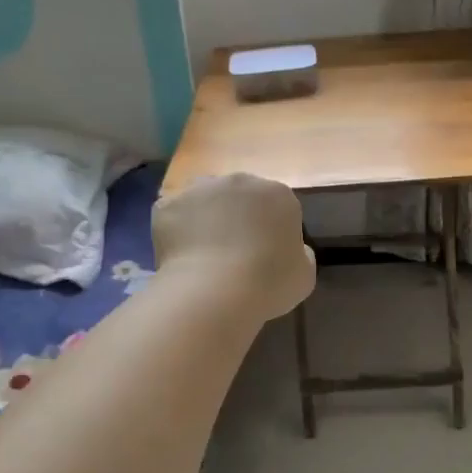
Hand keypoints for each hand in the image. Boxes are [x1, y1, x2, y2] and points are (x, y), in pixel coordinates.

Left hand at [152, 173, 314, 321]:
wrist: (214, 292)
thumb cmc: (269, 284)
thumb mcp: (305, 275)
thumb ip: (301, 254)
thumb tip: (292, 250)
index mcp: (277, 194)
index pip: (276, 206)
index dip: (271, 231)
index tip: (266, 257)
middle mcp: (238, 180)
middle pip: (239, 197)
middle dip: (237, 218)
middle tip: (234, 254)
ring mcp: (199, 189)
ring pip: (204, 200)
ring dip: (206, 218)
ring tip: (204, 254)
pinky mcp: (167, 205)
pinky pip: (174, 215)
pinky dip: (177, 231)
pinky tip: (182, 257)